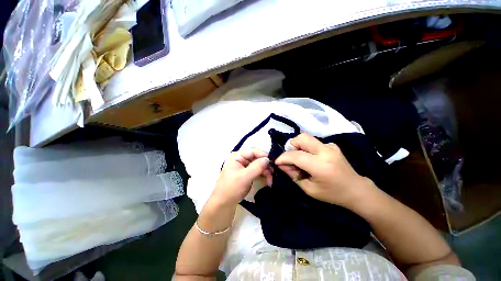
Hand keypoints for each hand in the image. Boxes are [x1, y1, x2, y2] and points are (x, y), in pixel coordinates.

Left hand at [209, 148, 271, 207]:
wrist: (224, 203)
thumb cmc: (231, 188)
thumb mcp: (244, 177)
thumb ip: (256, 167)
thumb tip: (268, 159)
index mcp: (237, 156)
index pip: (252, 151)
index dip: (263, 155)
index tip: (273, 161)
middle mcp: (241, 159)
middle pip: (257, 158)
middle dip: (265, 166)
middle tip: (274, 173)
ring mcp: (245, 167)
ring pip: (259, 165)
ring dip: (266, 172)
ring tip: (271, 180)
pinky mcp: (248, 174)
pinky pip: (258, 171)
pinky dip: (263, 176)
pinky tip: (268, 181)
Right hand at [275, 133, 374, 207]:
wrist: (356, 189)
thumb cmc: (332, 194)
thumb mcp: (309, 189)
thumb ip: (293, 175)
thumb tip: (281, 165)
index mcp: (321, 166)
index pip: (295, 155)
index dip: (283, 158)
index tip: (277, 162)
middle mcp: (326, 151)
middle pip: (301, 138)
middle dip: (290, 145)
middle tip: (289, 157)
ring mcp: (330, 146)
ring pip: (306, 138)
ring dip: (298, 146)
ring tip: (298, 158)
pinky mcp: (332, 145)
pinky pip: (313, 142)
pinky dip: (306, 148)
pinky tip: (310, 158)